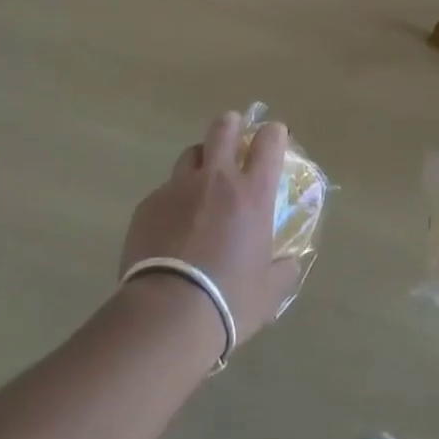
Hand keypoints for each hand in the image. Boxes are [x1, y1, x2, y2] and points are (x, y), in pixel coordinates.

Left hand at [120, 112, 303, 354]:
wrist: (168, 314)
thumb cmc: (230, 300)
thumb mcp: (270, 290)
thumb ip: (284, 268)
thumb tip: (290, 262)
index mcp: (253, 193)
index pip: (269, 141)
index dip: (274, 133)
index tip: (275, 137)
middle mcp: (216, 179)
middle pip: (222, 128)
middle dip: (231, 124)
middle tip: (234, 135)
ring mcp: (178, 188)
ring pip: (190, 154)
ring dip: (201, 160)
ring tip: (201, 182)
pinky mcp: (148, 205)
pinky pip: (165, 190)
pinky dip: (174, 199)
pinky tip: (172, 225)